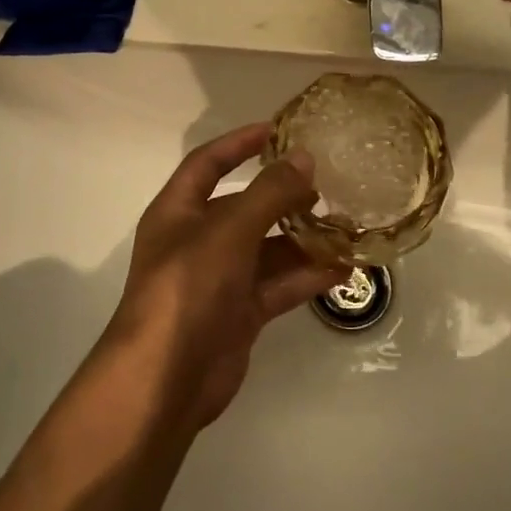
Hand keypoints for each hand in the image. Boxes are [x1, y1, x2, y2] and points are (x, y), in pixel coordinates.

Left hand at [107, 123, 351, 429]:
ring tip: (346, 227)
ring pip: (267, 249)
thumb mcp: (229, 231)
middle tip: (327, 185)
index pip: (207, 164)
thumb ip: (269, 193)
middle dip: (283, 196)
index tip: (276, 130)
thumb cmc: (187, 289)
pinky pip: (278, 285)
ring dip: (302, 239)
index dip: (238, 144)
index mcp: (179, 212)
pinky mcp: (240, 313)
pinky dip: (306, 276)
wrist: (164, 380)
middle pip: (244, 207)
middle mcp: (197, 241)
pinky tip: (342, 268)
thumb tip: (304, 157)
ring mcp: (219, 279)